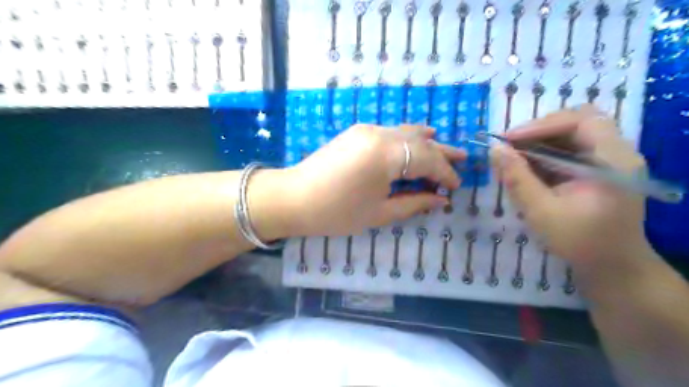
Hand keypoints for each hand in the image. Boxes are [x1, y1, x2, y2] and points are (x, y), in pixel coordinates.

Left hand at [282, 125, 464, 236]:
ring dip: (426, 141)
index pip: (427, 160)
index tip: (455, 187)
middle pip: (419, 141)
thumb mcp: (379, 213)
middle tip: (463, 159)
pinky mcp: (357, 132)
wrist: (293, 198)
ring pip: (405, 132)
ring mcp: (366, 130)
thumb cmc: (336, 212)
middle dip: (441, 153)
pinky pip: (390, 132)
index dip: (445, 173)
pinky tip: (415, 142)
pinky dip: (406, 138)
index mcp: (386, 155)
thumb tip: (440, 199)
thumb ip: (413, 203)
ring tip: (443, 147)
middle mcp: (379, 134)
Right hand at [490, 106, 652, 268]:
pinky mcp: (599, 168)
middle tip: (510, 144)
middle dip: (539, 130)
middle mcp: (617, 153)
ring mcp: (609, 160)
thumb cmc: (579, 242)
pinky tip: (527, 166)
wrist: (612, 266)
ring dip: (540, 141)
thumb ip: (517, 178)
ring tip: (513, 154)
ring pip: (572, 134)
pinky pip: (570, 149)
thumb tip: (494, 149)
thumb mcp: (541, 211)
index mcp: (612, 162)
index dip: (543, 125)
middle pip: (578, 121)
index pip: (582, 121)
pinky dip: (546, 153)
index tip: (509, 139)